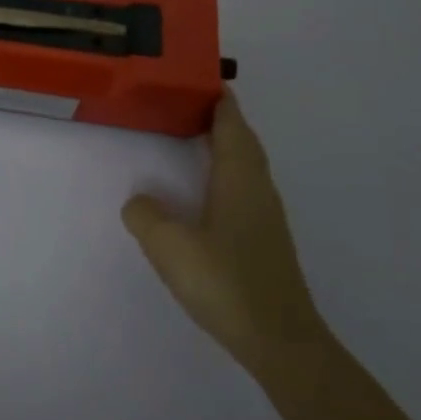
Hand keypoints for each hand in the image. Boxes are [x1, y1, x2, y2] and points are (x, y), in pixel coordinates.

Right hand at [121, 90, 326, 369]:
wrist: (280, 341)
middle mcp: (257, 189)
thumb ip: (146, 217)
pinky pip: (245, 187)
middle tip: (189, 103)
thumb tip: (140, 201)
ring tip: (195, 138)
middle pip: (243, 140)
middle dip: (221, 118)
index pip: (231, 125)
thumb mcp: (170, 247)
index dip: (218, 100)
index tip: (201, 78)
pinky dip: (227, 172)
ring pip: (247, 165)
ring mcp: (266, 215)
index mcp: (239, 179)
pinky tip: (208, 190)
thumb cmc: (226, 283)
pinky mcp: (265, 239)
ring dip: (226, 144)